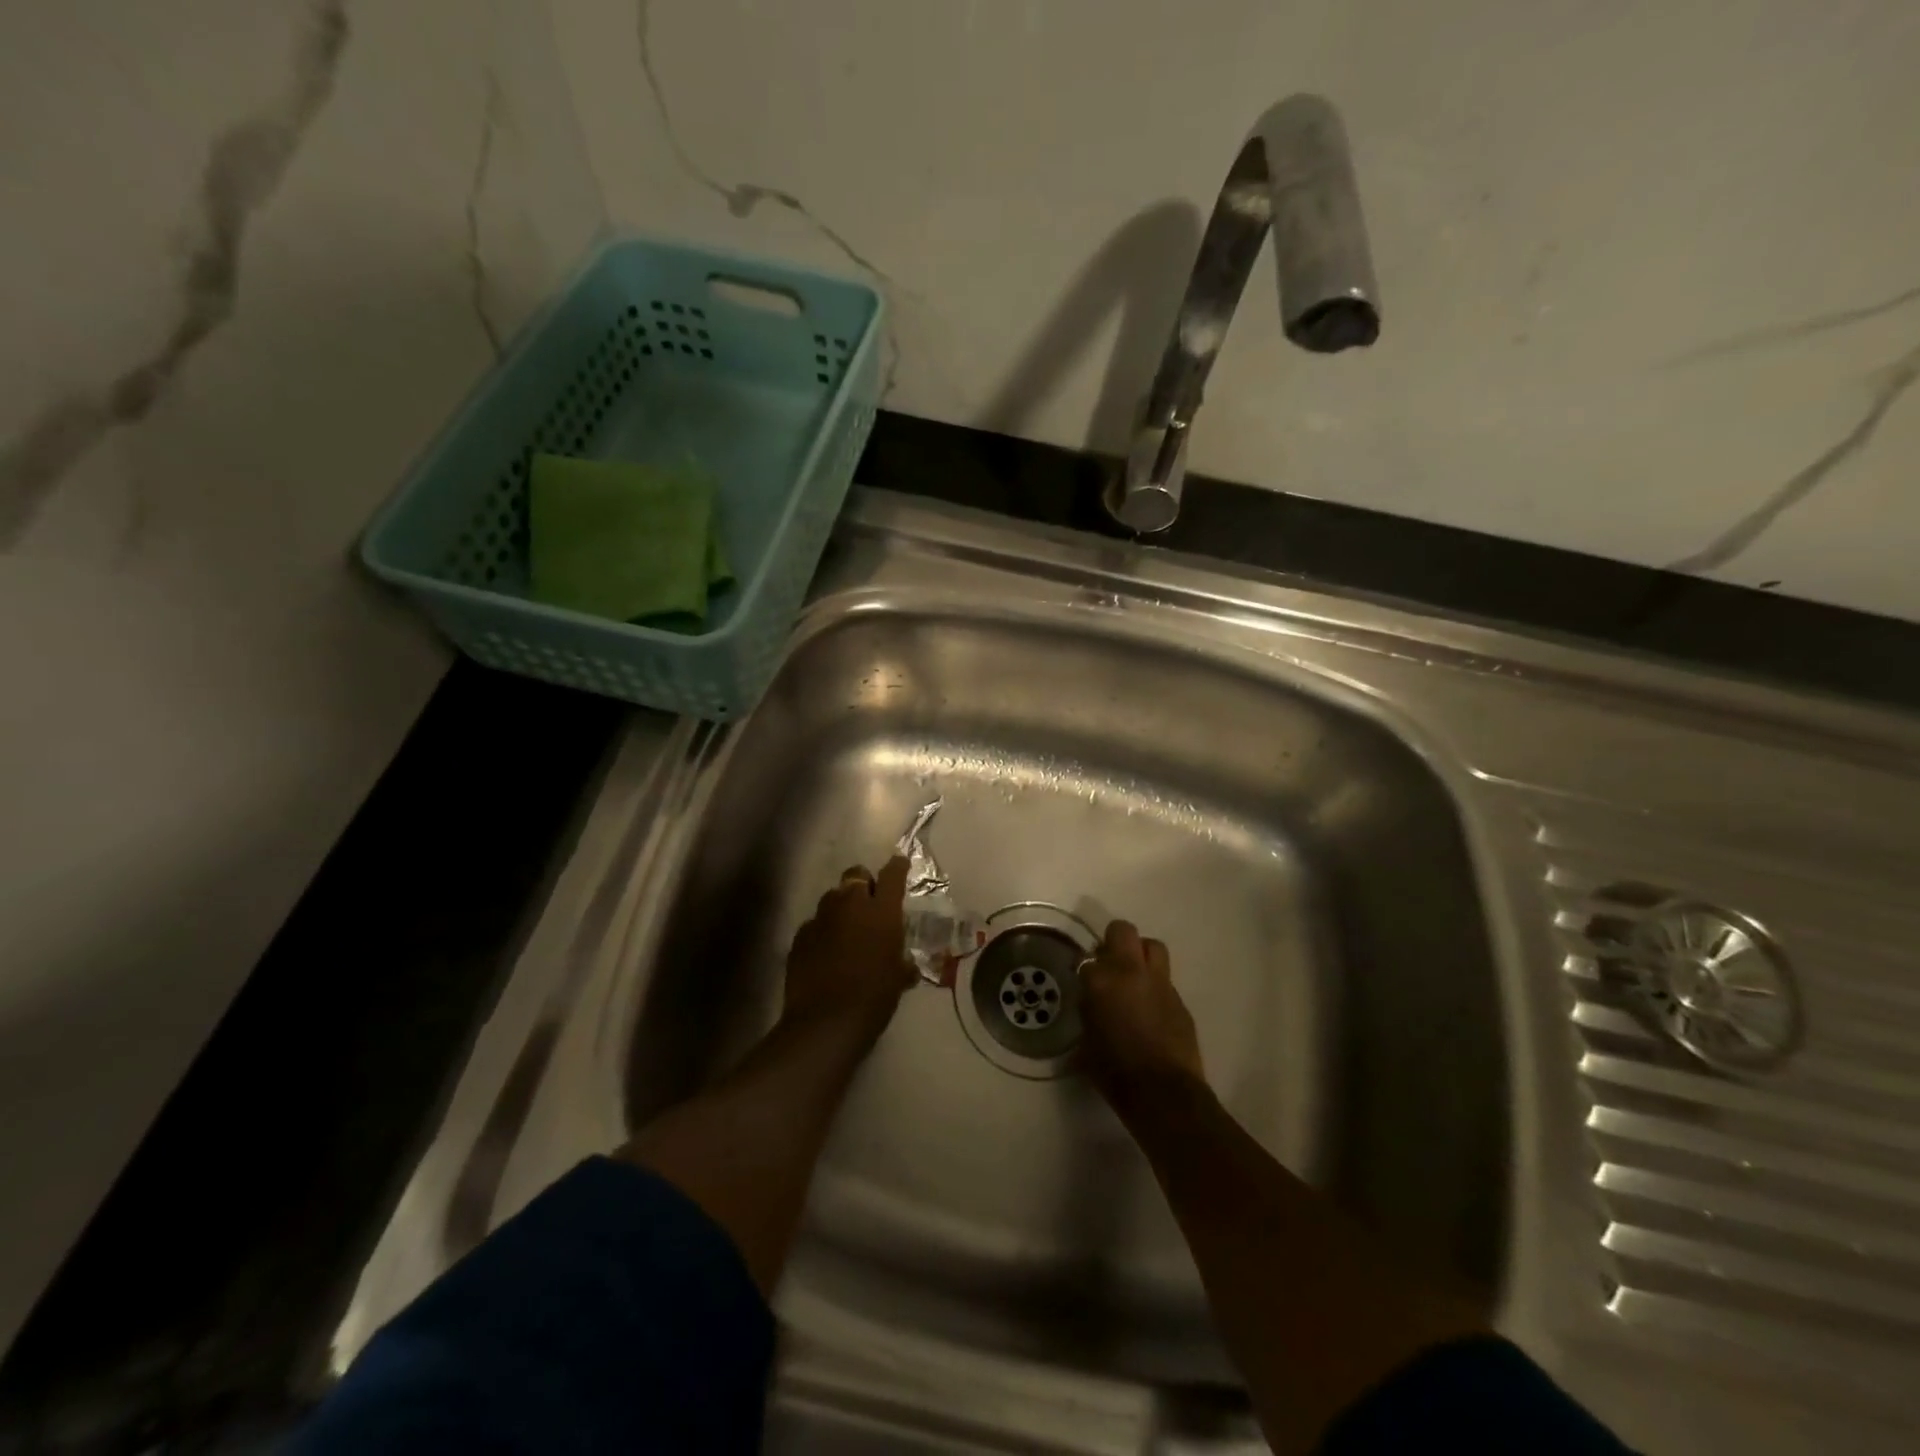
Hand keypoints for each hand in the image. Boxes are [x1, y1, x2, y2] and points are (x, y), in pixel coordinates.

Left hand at [784, 856, 917, 1041]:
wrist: (826, 1022)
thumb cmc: (874, 997)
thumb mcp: (898, 979)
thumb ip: (903, 964)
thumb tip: (906, 966)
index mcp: (881, 911)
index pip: (892, 874)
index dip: (897, 867)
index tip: (900, 864)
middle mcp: (850, 905)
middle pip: (855, 874)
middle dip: (863, 883)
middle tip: (870, 903)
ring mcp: (821, 919)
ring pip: (832, 897)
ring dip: (841, 907)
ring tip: (846, 930)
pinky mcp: (800, 937)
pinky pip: (814, 924)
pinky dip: (822, 932)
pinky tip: (825, 952)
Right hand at [1079, 920, 1205, 1112]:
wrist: (1163, 1094)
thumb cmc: (1115, 1072)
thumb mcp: (1086, 1042)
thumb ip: (1088, 1012)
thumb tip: (1091, 1002)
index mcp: (1102, 981)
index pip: (1087, 958)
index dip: (1085, 969)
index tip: (1084, 982)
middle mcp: (1132, 972)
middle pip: (1123, 931)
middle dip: (1114, 941)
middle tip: (1108, 964)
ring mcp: (1160, 983)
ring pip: (1152, 947)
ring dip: (1141, 955)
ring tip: (1133, 977)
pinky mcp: (1180, 1000)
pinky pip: (1165, 980)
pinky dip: (1155, 986)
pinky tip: (1151, 1009)